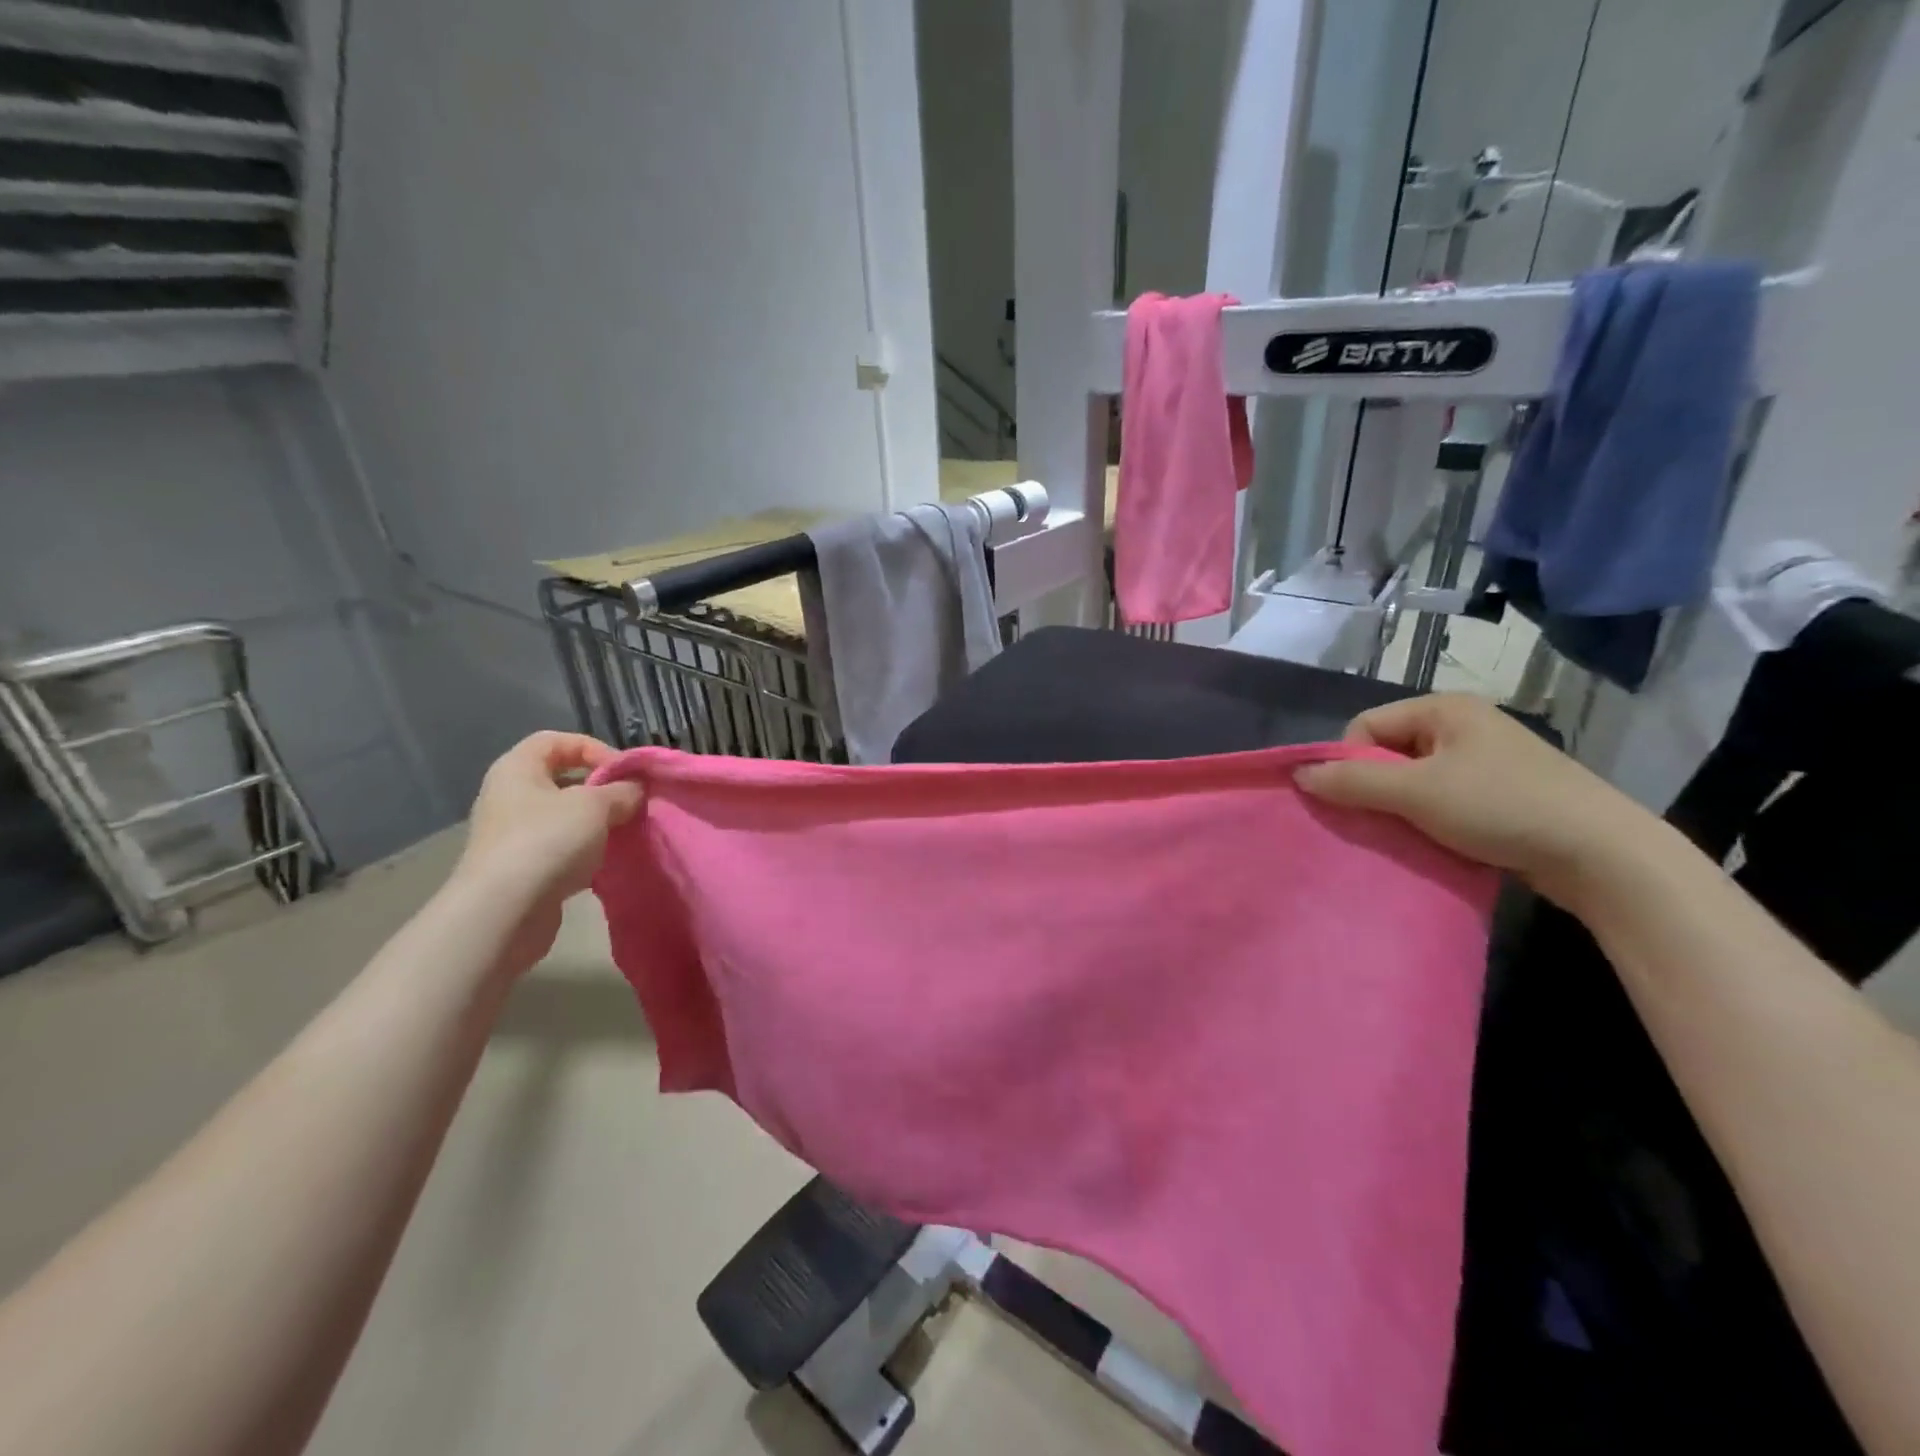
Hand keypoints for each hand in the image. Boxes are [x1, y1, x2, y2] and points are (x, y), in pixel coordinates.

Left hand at [450, 732, 643, 972]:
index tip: (624, 773)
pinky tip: (605, 862)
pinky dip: (585, 850)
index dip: (594, 748)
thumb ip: (623, 791)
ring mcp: (513, 834)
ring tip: (624, 833)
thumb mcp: (596, 806)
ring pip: (564, 815)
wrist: (505, 911)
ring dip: (596, 822)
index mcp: (517, 769)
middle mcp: (510, 796)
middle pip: (562, 778)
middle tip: (630, 803)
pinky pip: (560, 846)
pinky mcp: (521, 867)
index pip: (557, 740)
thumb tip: (636, 790)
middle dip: (601, 788)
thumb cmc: (548, 841)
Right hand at [1294, 694, 1653, 900]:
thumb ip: (1352, 782)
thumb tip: (1299, 773)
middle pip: (1388, 752)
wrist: (1604, 856)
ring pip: (1414, 780)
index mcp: (1444, 709)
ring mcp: (1486, 761)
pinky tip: (1437, 842)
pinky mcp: (1503, 794)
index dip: (1351, 763)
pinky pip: (1443, 800)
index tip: (1360, 800)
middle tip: (1382, 821)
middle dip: (1375, 788)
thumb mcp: (1416, 793)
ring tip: (1409, 835)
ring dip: (1401, 808)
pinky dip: (1430, 820)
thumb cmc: (1501, 807)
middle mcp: (1464, 726)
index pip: (1365, 726)